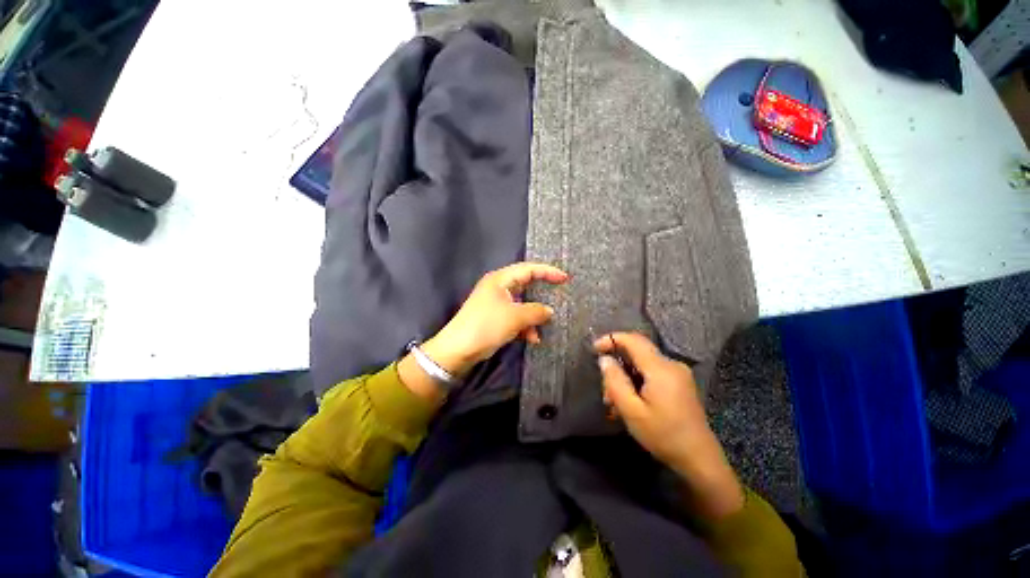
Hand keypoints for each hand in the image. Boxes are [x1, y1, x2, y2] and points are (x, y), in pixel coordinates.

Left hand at [399, 262, 567, 402]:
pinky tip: (532, 338)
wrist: (458, 349)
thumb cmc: (487, 325)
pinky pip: (516, 317)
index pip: (528, 269)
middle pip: (526, 285)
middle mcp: (498, 287)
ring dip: (533, 316)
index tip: (565, 278)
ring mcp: (496, 303)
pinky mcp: (495, 318)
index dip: (548, 272)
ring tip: (543, 327)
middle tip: (559, 297)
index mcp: (500, 279)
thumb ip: (536, 311)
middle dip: (542, 294)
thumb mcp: (515, 317)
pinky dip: (525, 326)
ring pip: (522, 304)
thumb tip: (549, 311)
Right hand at [595, 333, 743, 519]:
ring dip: (626, 376)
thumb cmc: (663, 436)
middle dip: (617, 364)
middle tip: (605, 390)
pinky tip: (630, 402)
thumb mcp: (632, 411)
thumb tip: (605, 359)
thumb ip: (615, 381)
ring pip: (643, 363)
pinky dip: (637, 381)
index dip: (611, 339)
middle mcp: (671, 364)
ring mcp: (678, 373)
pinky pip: (652, 372)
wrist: (699, 459)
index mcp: (661, 369)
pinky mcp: (680, 382)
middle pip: (637, 351)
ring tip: (615, 403)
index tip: (594, 349)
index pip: (633, 340)